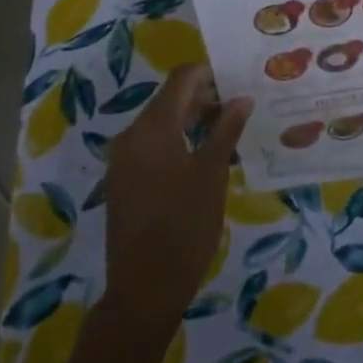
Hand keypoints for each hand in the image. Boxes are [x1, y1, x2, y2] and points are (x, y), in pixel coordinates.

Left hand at [102, 65, 251, 330]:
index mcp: (153, 126)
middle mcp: (131, 135)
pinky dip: (174, 141)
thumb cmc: (185, 225)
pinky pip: (150, 146)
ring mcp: (122, 160)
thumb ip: (226, 129)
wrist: (144, 289)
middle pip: (169, 100)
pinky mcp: (121, 181)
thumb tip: (241, 98)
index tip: (236, 81)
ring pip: (159, 124)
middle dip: (203, 98)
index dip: (209, 73)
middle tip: (238, 108)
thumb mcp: (213, 173)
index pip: (181, 79)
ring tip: (225, 132)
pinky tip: (200, 158)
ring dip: (190, 121)